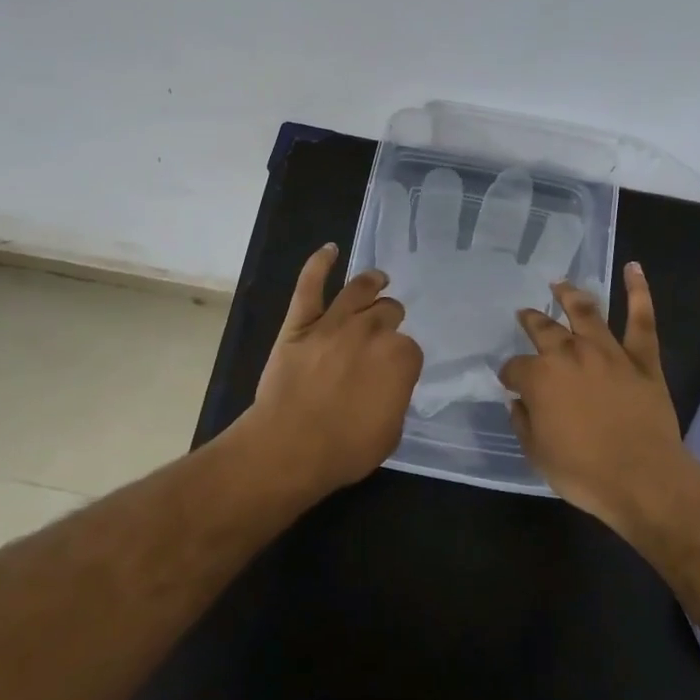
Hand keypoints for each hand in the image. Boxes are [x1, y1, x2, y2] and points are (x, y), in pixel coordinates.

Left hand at [240, 243, 422, 497]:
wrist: (290, 447)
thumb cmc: (345, 449)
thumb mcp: (391, 432)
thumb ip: (395, 397)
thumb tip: (389, 383)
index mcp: (400, 357)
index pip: (409, 348)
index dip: (401, 359)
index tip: (393, 371)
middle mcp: (372, 330)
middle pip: (388, 312)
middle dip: (389, 320)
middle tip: (383, 332)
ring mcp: (335, 322)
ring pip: (359, 290)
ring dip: (372, 282)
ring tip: (378, 279)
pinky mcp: (301, 322)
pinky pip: (310, 285)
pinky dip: (319, 263)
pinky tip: (330, 250)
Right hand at [498, 262, 691, 526]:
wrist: (643, 478)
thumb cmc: (584, 472)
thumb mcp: (537, 455)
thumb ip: (523, 422)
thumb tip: (517, 401)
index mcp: (540, 377)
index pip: (515, 367)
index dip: (510, 375)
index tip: (511, 384)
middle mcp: (569, 354)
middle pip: (544, 329)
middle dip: (531, 320)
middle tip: (526, 314)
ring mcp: (608, 351)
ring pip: (586, 312)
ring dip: (570, 295)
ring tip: (560, 283)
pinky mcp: (642, 358)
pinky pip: (641, 319)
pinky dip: (638, 291)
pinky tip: (634, 268)